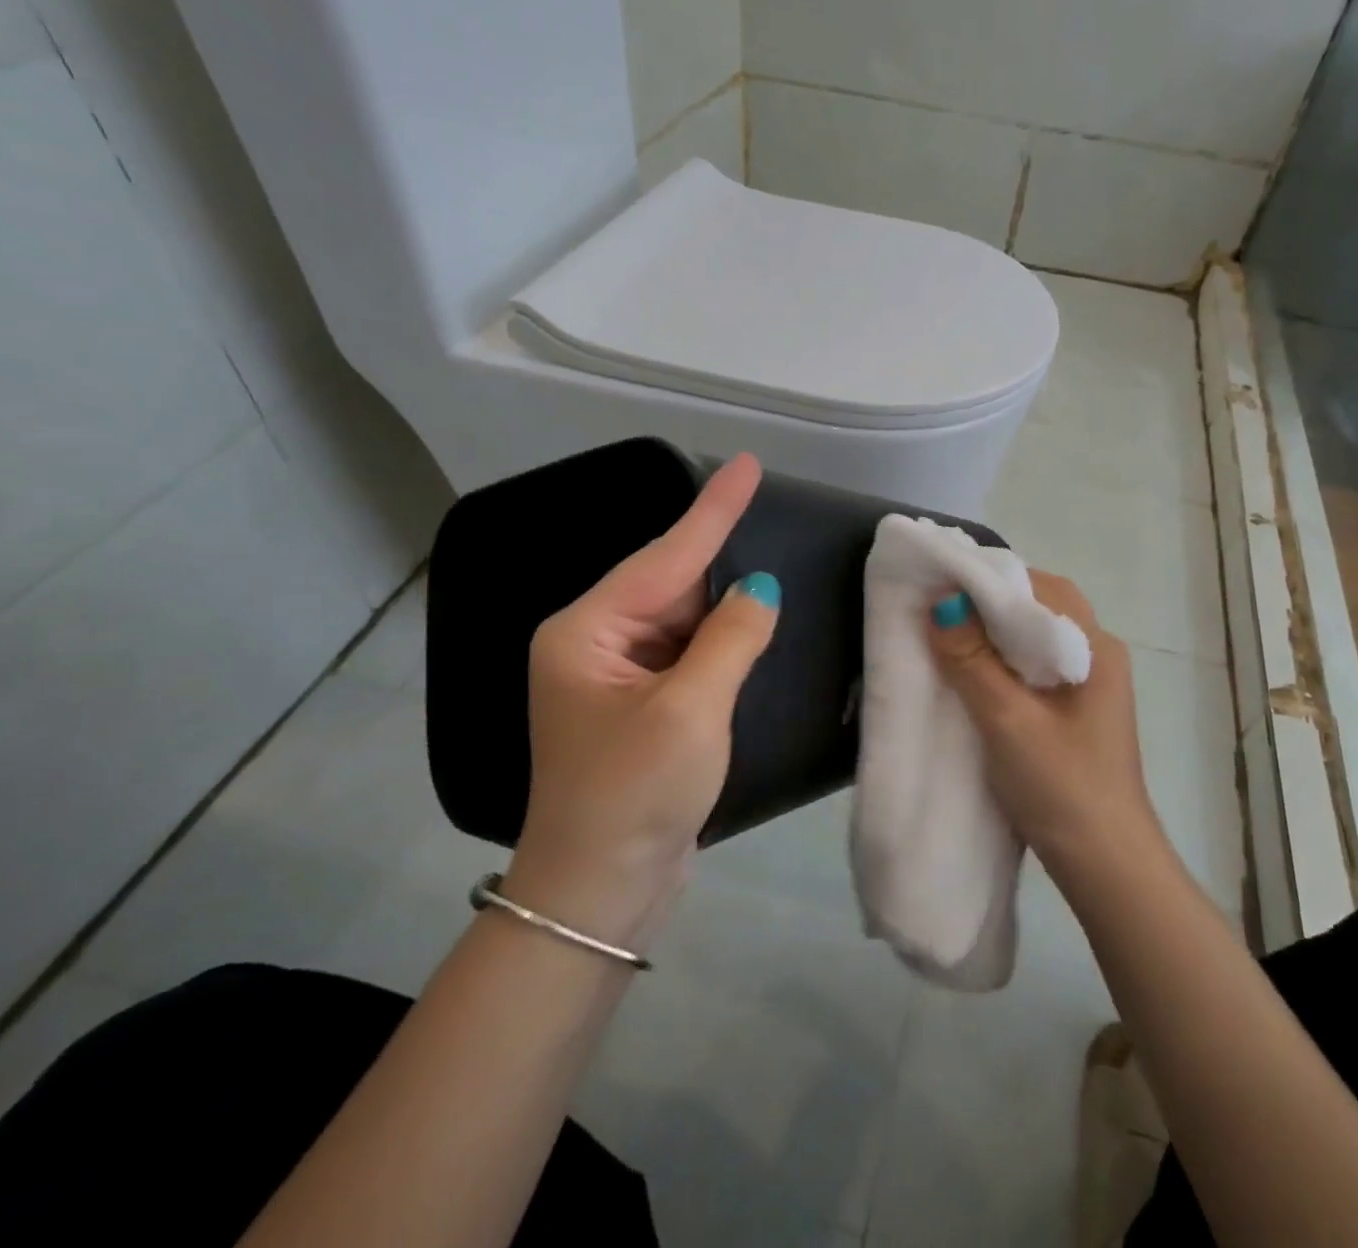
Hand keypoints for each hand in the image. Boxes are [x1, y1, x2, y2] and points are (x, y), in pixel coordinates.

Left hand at [504, 454, 780, 939]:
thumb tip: (760, 589)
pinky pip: (687, 653)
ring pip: (683, 619)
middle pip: (670, 584)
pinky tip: (753, 626)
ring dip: (724, 605)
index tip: (747, 463)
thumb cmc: (635, 796)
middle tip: (769, 516)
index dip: (713, 509)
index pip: (664, 556)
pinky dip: (721, 642)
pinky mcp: (642, 705)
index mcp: (587, 633)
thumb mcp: (690, 711)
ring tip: (770, 572)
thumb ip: (730, 638)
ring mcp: (616, 677)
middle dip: (720, 558)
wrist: (599, 894)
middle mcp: (595, 644)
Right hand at [927, 571, 1160, 875]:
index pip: (1040, 588)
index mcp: (1095, 647)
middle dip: (988, 602)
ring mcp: (1087, 685)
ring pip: (1033, 639)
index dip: (989, 579)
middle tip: (937, 604)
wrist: (1106, 866)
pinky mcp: (1073, 711)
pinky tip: (969, 671)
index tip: (941, 580)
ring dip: (992, 633)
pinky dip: (1000, 660)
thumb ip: (973, 660)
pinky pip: (1032, 667)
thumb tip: (941, 602)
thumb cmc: (1062, 787)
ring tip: (945, 632)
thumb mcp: (1008, 720)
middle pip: (1038, 608)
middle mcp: (1096, 655)